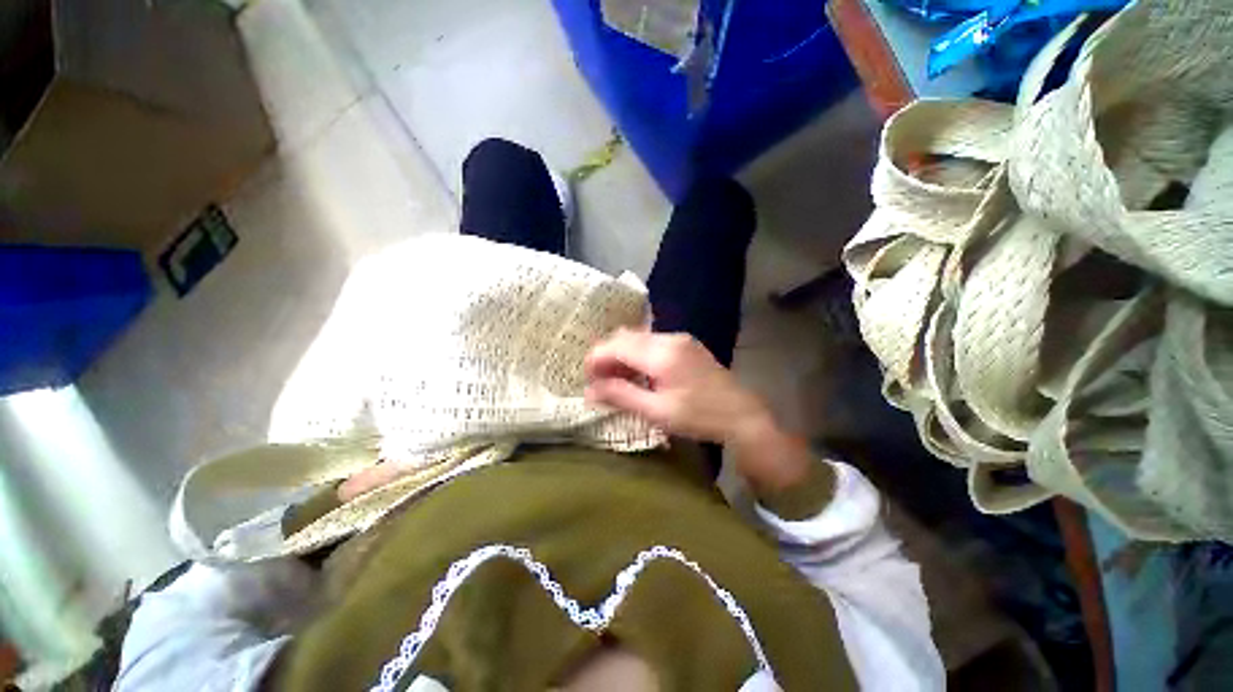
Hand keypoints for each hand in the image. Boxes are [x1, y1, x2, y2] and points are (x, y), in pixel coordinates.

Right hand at [584, 329, 811, 492]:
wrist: (742, 415)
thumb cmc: (699, 416)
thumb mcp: (657, 411)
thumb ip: (621, 396)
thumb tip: (589, 391)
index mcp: (661, 354)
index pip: (616, 345)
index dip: (596, 358)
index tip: (586, 378)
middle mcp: (669, 338)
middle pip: (626, 337)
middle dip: (607, 355)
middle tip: (599, 381)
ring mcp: (680, 339)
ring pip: (638, 338)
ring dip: (622, 355)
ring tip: (616, 380)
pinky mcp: (686, 344)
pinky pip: (652, 342)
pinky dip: (638, 355)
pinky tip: (639, 374)